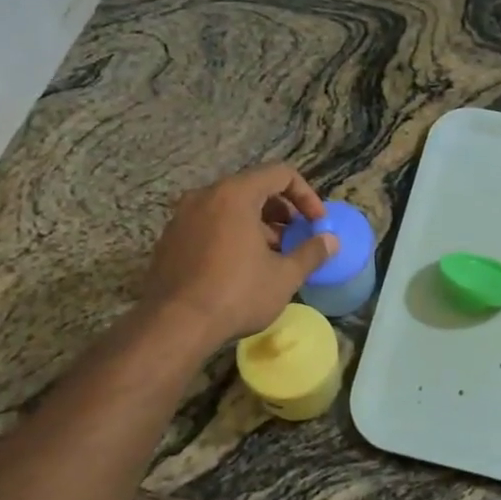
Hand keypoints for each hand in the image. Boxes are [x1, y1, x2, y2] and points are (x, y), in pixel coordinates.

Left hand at [141, 164, 338, 349]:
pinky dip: (230, 235)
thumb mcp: (284, 276)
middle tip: (295, 239)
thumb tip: (331, 241)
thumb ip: (311, 253)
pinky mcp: (169, 239)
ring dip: (256, 225)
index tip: (317, 223)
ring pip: (229, 208)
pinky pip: (208, 225)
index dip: (306, 196)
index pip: (280, 174)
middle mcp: (205, 196)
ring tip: (271, 257)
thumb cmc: (236, 294)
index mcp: (235, 194)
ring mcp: (182, 217)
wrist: (173, 325)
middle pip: (253, 188)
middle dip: (281, 212)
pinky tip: (239, 269)